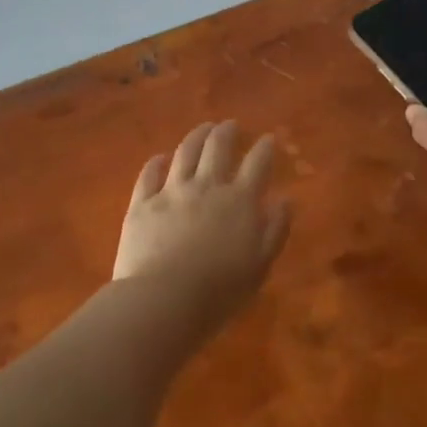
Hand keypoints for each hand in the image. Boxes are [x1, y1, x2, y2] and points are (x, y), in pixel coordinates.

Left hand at [113, 120, 291, 317]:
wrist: (163, 300)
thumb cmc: (219, 291)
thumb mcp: (260, 265)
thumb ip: (275, 229)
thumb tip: (285, 200)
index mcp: (239, 201)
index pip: (257, 163)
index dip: (265, 148)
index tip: (269, 139)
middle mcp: (206, 186)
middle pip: (217, 147)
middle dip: (227, 132)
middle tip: (230, 125)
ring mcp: (171, 192)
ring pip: (184, 152)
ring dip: (196, 136)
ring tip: (202, 129)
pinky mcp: (141, 204)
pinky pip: (149, 174)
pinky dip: (157, 162)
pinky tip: (161, 158)